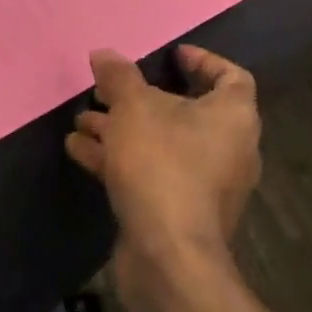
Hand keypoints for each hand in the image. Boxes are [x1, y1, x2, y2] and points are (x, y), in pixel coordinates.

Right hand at [64, 46, 261, 303]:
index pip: (230, 77)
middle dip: (141, 99)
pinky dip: (119, 159)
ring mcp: (205, 185)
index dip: (202, 61)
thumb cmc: (162, 165)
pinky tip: (78, 149)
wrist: (168, 256)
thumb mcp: (134, 109)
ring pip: (161, 144)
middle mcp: (228, 149)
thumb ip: (119, 77)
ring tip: (82, 118)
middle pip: (187, 111)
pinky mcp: (180, 212)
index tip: (171, 55)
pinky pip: (151, 173)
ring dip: (121, 129)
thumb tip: (103, 54)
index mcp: (233, 117)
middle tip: (109, 88)